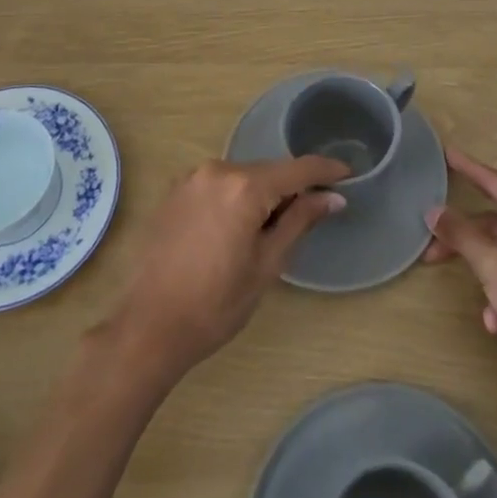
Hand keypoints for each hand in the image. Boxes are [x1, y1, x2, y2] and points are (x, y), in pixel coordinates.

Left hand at [106, 156, 347, 381]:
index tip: (348, 173)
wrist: (148, 328)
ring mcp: (191, 178)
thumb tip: (333, 198)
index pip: (297, 169)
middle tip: (310, 215)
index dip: (325, 170)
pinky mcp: (174, 191)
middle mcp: (217, 170)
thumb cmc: (215, 304)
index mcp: (244, 187)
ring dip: (261, 195)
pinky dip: (235, 198)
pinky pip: (218, 185)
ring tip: (268, 231)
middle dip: (290, 189)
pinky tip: (234, 230)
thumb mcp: (267, 265)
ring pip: (242, 178)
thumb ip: (300, 221)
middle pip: (268, 172)